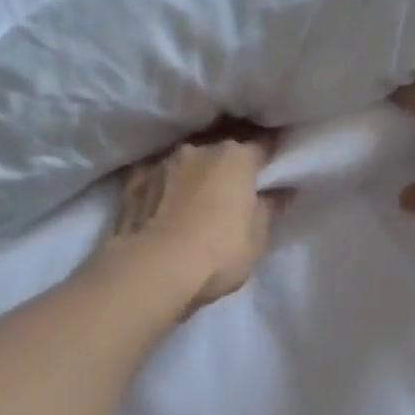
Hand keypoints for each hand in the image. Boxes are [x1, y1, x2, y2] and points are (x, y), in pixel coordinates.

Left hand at [100, 131, 280, 314]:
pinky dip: (164, 183)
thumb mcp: (257, 239)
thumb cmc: (217, 255)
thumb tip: (280, 190)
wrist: (153, 270)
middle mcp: (199, 148)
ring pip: (187, 159)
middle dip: (229, 161)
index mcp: (236, 157)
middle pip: (221, 147)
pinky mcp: (134, 179)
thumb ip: (269, 208)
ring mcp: (163, 161)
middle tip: (233, 184)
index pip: (263, 145)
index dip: (271, 155)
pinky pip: (158, 175)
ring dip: (194, 171)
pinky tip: (163, 200)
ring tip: (195, 193)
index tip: (274, 167)